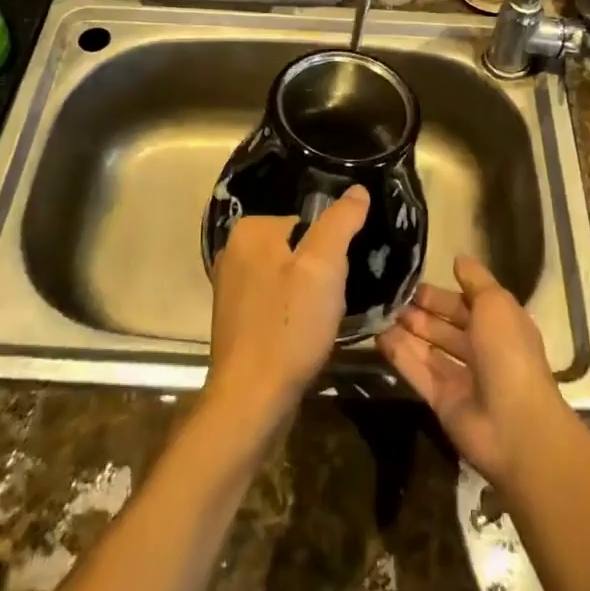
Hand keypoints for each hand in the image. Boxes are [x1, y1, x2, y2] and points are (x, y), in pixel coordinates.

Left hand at [203, 187, 368, 439]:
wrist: (251, 400)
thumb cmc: (289, 327)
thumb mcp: (324, 267)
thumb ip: (340, 223)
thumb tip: (357, 190)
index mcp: (250, 230)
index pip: (306, 220)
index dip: (330, 247)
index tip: (338, 275)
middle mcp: (233, 252)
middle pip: (297, 247)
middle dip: (318, 271)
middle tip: (330, 300)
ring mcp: (231, 288)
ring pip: (288, 276)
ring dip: (307, 294)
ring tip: (319, 320)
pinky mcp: (236, 319)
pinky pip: (275, 300)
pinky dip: (292, 313)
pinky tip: (303, 335)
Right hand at [377, 255, 570, 486]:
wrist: (515, 426)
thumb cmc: (508, 353)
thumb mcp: (496, 303)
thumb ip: (475, 280)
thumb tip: (458, 258)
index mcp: (500, 326)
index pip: (467, 304)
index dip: (442, 294)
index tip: (413, 283)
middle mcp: (482, 350)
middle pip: (446, 327)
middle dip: (421, 312)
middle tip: (391, 298)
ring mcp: (462, 378)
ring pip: (430, 349)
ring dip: (407, 331)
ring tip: (379, 314)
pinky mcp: (442, 401)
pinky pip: (418, 372)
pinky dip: (399, 355)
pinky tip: (378, 338)